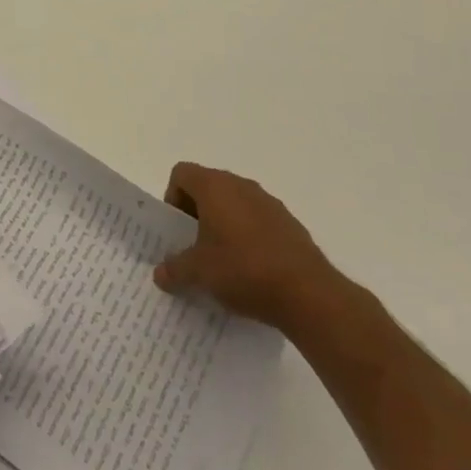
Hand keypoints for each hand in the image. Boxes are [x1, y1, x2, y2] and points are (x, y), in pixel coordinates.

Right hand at [152, 164, 339, 328]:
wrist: (310, 295)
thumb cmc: (243, 270)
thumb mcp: (198, 273)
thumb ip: (174, 269)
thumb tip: (160, 274)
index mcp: (214, 186)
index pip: (182, 174)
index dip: (173, 198)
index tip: (178, 230)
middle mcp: (242, 186)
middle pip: (208, 187)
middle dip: (197, 214)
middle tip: (195, 247)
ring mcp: (270, 204)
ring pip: (235, 205)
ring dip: (224, 225)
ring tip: (224, 262)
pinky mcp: (291, 225)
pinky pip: (258, 222)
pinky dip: (249, 238)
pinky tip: (252, 271)